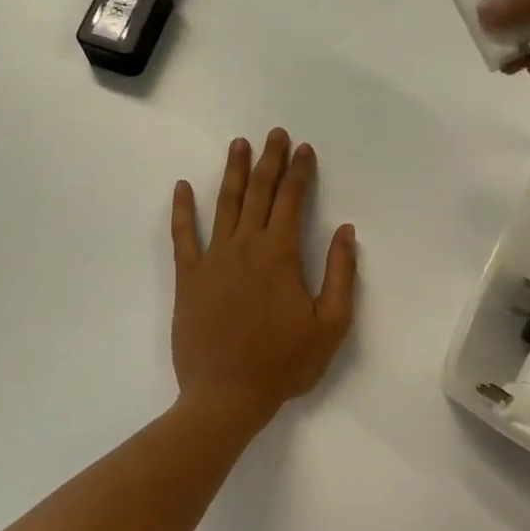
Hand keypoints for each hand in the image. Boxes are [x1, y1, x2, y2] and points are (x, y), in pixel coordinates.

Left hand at [170, 129, 357, 430]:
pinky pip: (184, 236)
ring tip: (238, 145)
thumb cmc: (283, 363)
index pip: (291, 201)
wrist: (226, 395)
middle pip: (258, 193)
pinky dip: (182, 210)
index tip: (304, 149)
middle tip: (274, 134)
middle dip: (269, 161)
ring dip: (233, 172)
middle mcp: (245, 246)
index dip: (300, 172)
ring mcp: (213, 260)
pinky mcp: (189, 278)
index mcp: (280, 255)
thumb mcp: (331, 325)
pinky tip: (182, 187)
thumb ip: (342, 275)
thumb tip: (347, 232)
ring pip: (224, 205)